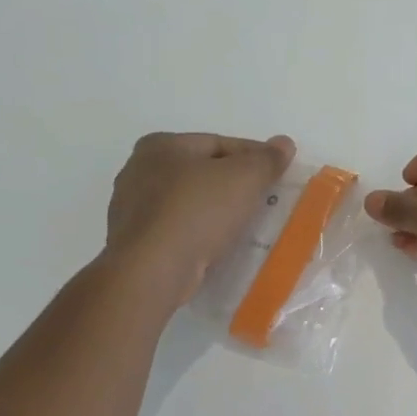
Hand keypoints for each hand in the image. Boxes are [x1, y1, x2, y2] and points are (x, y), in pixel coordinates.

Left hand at [104, 132, 295, 306]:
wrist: (154, 271)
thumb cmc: (198, 212)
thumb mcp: (244, 178)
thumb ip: (266, 159)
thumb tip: (284, 143)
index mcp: (161, 145)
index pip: (218, 143)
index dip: (253, 156)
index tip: (278, 172)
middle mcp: (139, 171)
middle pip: (202, 173)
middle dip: (234, 184)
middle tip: (266, 199)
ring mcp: (132, 210)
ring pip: (190, 204)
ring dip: (218, 211)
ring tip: (248, 225)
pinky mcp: (136, 243)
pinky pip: (179, 231)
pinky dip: (201, 234)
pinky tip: (220, 246)